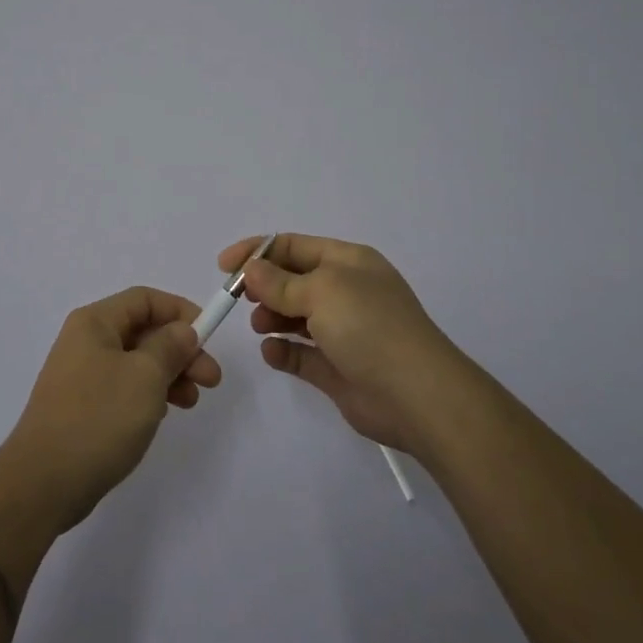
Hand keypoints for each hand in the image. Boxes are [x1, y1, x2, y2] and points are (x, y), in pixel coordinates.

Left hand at [0, 287, 223, 531]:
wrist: (43, 483)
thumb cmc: (98, 418)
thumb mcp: (145, 377)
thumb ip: (170, 347)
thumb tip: (183, 331)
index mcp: (95, 323)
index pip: (144, 299)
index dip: (180, 311)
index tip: (209, 336)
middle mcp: (86, 341)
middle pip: (143, 331)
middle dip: (181, 350)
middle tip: (212, 379)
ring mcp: (83, 375)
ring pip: (137, 362)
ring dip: (170, 375)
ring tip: (192, 401)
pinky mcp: (84, 407)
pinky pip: (125, 388)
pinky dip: (150, 395)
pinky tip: (164, 414)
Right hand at [219, 233, 464, 455]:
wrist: (417, 396)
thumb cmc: (369, 327)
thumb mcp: (322, 290)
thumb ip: (280, 281)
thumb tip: (250, 271)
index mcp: (349, 262)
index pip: (295, 246)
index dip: (257, 251)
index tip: (224, 265)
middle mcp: (346, 292)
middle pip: (293, 279)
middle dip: (264, 286)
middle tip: (241, 299)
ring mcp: (343, 331)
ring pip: (296, 316)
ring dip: (272, 317)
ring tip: (260, 326)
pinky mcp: (338, 368)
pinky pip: (302, 353)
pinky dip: (283, 350)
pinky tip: (272, 352)